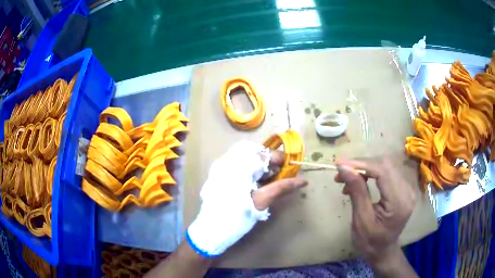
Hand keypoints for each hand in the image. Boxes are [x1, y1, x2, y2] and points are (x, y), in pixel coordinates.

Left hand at [186, 141, 306, 256]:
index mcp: (239, 165)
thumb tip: (303, 180)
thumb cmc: (237, 217)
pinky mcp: (218, 173)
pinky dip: (249, 168)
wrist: (211, 230)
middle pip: (254, 152)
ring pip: (246, 156)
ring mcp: (221, 166)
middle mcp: (228, 160)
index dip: (280, 159)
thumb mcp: (262, 201)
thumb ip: (282, 187)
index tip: (291, 168)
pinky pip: (237, 163)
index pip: (265, 153)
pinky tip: (255, 181)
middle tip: (279, 174)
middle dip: (269, 161)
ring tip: (269, 179)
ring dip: (260, 164)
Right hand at [335, 158, 416, 275]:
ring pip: (385, 165)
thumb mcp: (361, 220)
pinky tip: (360, 181)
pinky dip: (371, 173)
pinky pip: (387, 172)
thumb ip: (357, 191)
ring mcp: (408, 187)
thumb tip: (344, 168)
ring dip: (365, 168)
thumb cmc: (370, 241)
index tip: (340, 165)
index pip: (383, 172)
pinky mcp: (404, 187)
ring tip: (348, 179)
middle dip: (361, 165)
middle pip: (385, 165)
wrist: (383, 250)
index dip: (361, 165)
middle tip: (341, 174)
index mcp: (399, 202)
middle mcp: (407, 190)